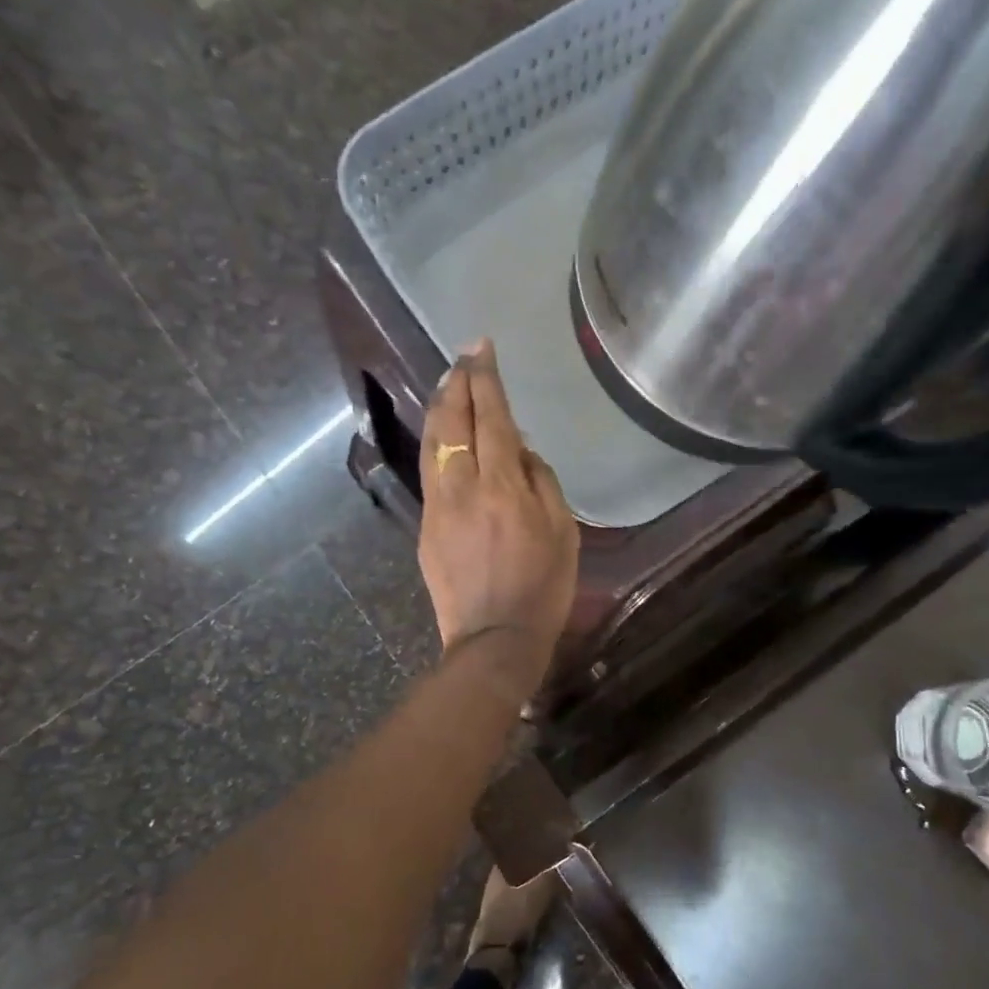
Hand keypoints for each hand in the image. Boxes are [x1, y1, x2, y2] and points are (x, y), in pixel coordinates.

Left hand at [418, 339, 579, 695]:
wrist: (493, 639)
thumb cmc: (542, 589)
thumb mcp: (563, 533)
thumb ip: (543, 482)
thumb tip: (521, 451)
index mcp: (503, 486)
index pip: (491, 418)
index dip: (486, 379)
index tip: (482, 348)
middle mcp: (463, 487)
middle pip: (453, 421)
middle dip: (456, 382)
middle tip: (463, 357)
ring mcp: (437, 506)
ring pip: (433, 443)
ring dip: (440, 408)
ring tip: (448, 384)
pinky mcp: (425, 527)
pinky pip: (430, 472)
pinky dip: (436, 443)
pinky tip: (443, 436)